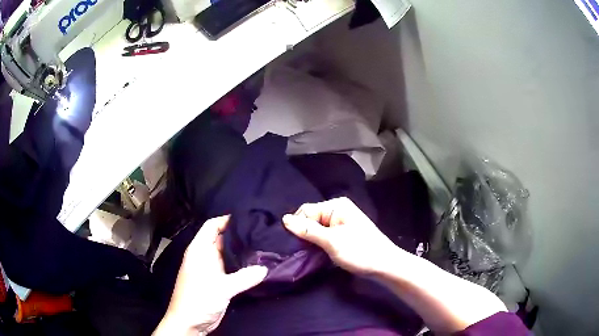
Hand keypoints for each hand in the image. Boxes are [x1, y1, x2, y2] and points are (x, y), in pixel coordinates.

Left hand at [154, 216, 267, 335]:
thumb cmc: (198, 300)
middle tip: (262, 230)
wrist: (190, 322)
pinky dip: (243, 265)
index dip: (227, 219)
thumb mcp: (221, 288)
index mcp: (200, 250)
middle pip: (223, 238)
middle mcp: (205, 256)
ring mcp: (212, 269)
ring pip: (229, 254)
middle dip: (240, 234)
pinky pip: (232, 268)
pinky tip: (257, 264)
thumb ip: (244, 277)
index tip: (248, 217)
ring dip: (242, 251)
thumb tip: (265, 268)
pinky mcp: (218, 281)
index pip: (212, 225)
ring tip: (264, 244)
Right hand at [283, 197, 403, 274]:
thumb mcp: (332, 241)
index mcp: (336, 206)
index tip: (296, 245)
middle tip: (303, 251)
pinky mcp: (343, 233)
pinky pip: (324, 235)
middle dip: (304, 234)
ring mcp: (341, 222)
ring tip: (309, 254)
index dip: (298, 226)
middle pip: (310, 219)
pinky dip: (319, 243)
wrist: (384, 265)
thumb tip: (284, 219)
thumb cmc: (360, 251)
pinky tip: (318, 253)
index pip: (305, 211)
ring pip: (316, 228)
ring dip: (311, 240)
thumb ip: (307, 230)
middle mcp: (337, 210)